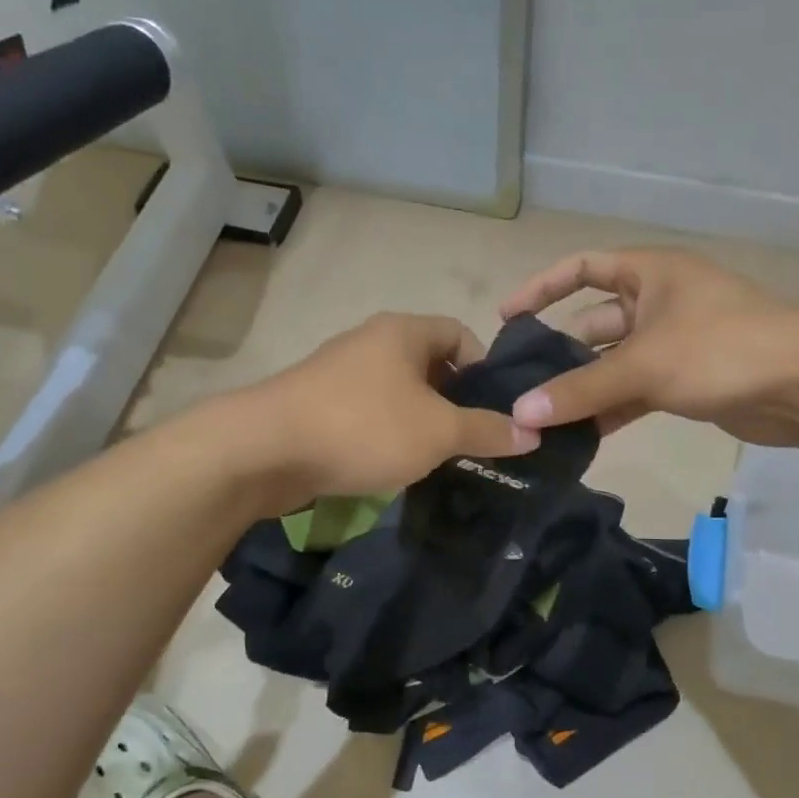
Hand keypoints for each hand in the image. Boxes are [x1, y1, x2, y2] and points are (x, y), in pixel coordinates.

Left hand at [236, 312, 538, 505]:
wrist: (265, 450)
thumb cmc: (364, 426)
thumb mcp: (438, 431)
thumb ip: (487, 430)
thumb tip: (533, 432)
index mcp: (403, 331)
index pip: (460, 334)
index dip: (485, 368)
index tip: (497, 409)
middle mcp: (371, 342)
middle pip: (429, 364)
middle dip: (454, 401)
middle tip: (473, 440)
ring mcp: (339, 372)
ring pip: (398, 392)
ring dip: (420, 421)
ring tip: (437, 459)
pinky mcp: (316, 404)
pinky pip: (368, 413)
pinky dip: (387, 434)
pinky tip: (392, 466)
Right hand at [499, 248, 798, 445]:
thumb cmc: (721, 350)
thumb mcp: (643, 365)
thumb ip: (580, 390)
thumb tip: (519, 415)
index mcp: (649, 273)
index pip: (582, 267)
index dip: (542, 287)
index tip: (508, 318)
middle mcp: (658, 302)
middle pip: (594, 321)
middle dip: (559, 351)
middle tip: (518, 384)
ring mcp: (673, 343)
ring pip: (614, 363)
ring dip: (583, 388)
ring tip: (539, 418)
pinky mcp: (686, 381)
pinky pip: (635, 392)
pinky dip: (611, 410)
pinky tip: (580, 437)